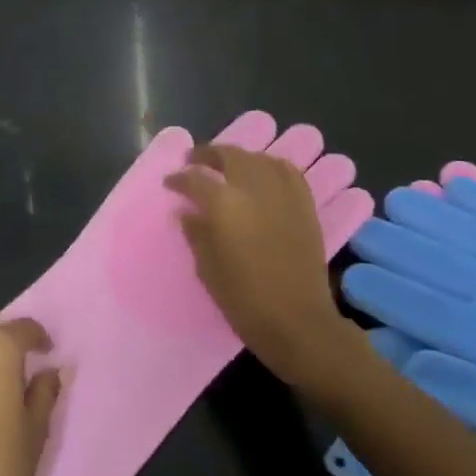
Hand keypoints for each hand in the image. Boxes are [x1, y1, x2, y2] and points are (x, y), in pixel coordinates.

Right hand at [165, 144, 369, 385]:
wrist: (296, 321)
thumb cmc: (243, 299)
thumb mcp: (207, 267)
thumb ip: (195, 232)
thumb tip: (187, 212)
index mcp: (224, 204)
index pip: (194, 179)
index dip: (178, 179)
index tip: (169, 183)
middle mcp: (254, 188)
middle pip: (229, 156)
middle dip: (208, 155)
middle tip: (194, 161)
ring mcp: (284, 194)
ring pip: (259, 159)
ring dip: (240, 157)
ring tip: (228, 166)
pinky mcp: (305, 205)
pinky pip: (288, 172)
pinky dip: (271, 166)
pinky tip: (263, 174)